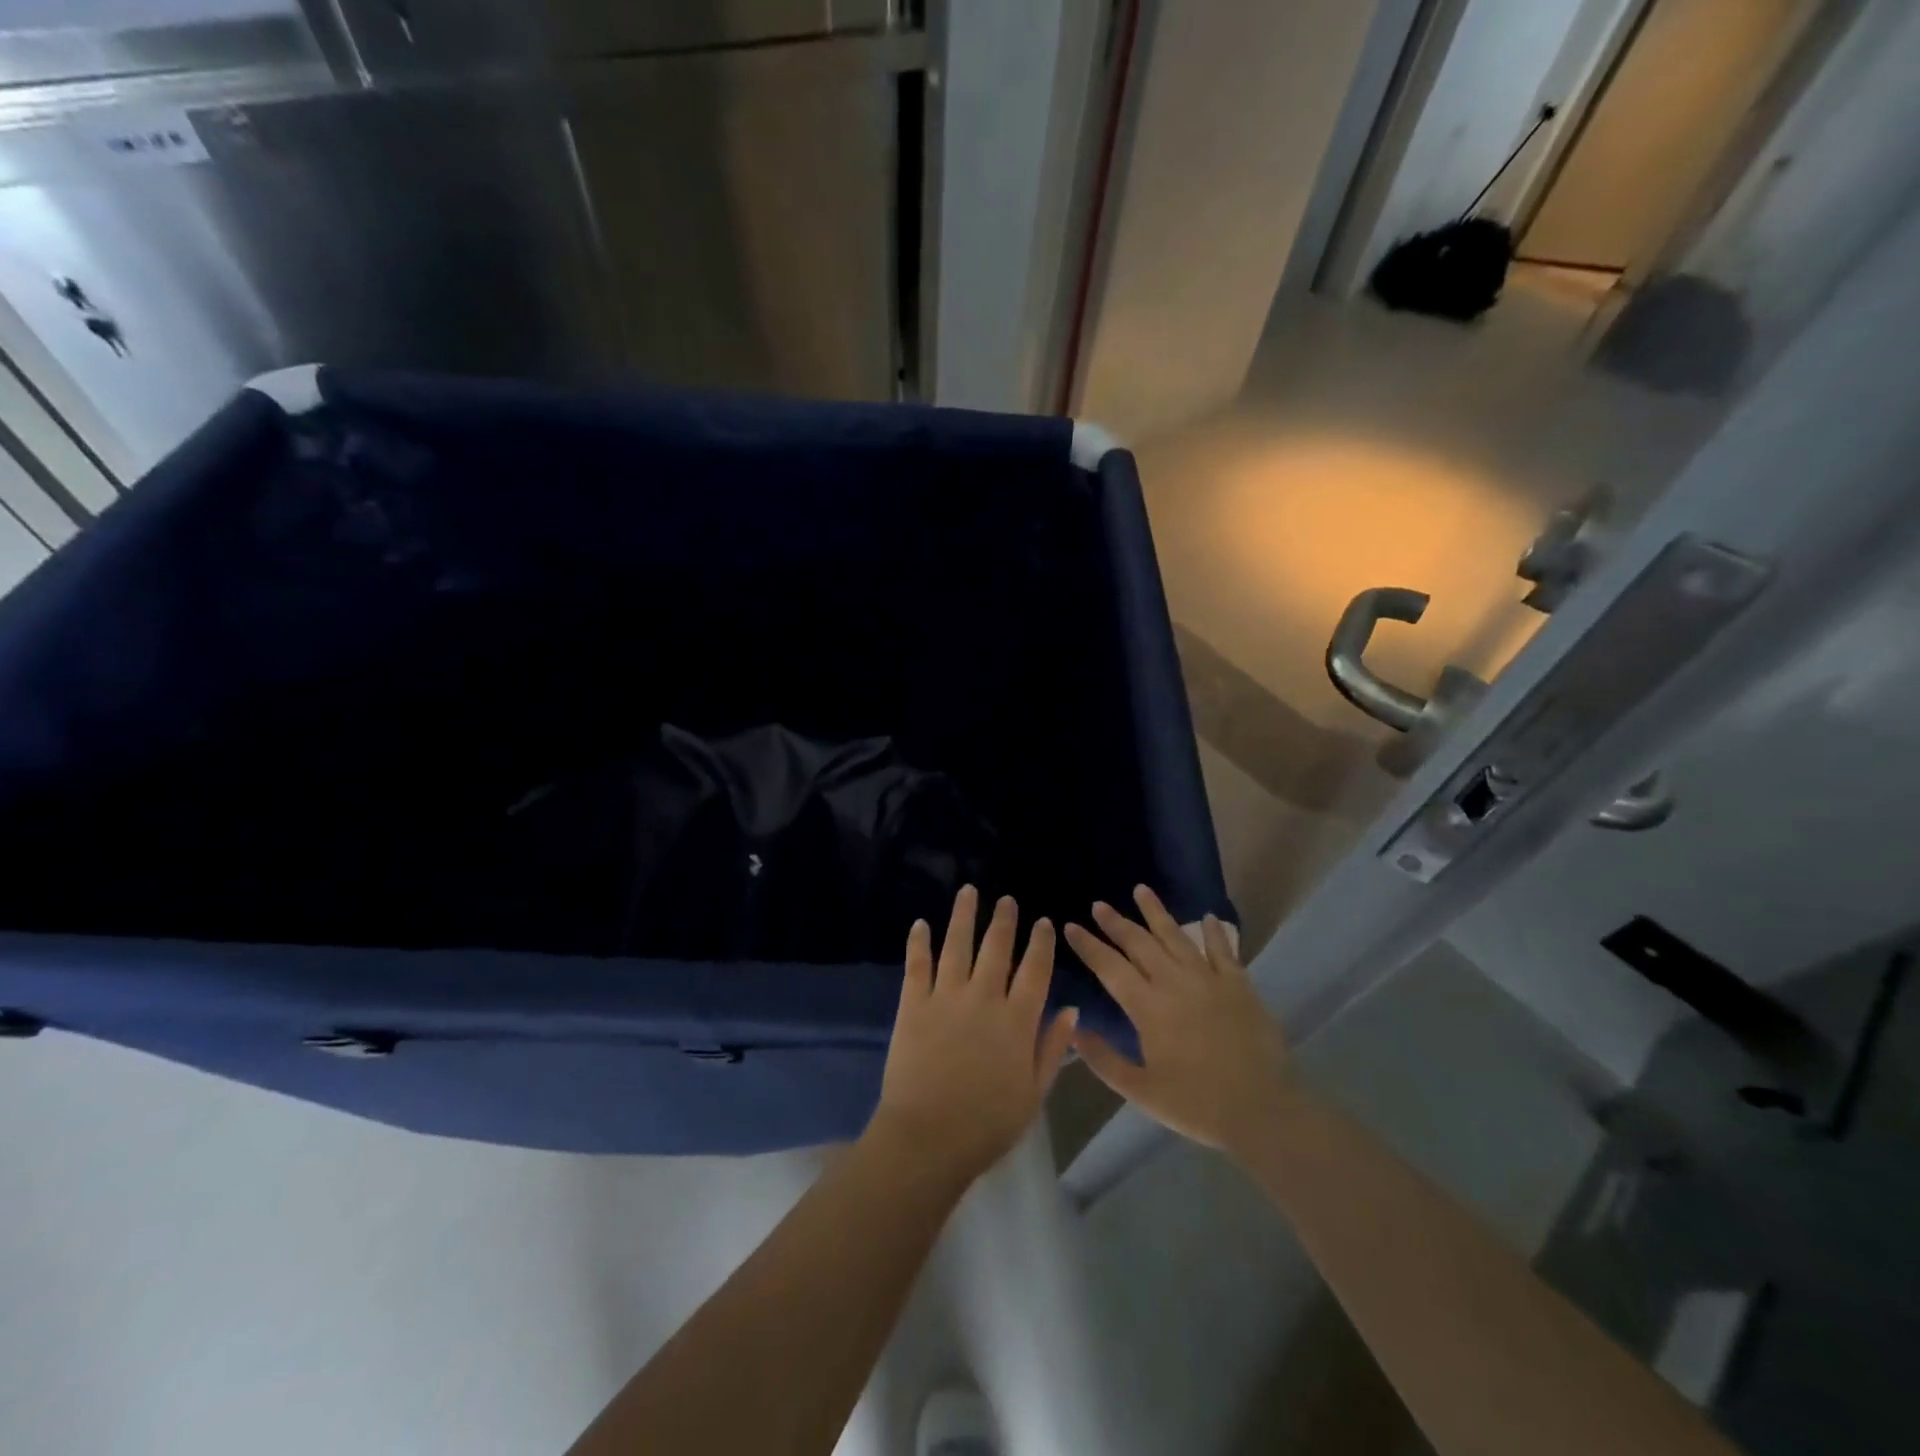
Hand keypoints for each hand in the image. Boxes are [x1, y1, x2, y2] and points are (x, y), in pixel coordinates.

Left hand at [871, 886, 1078, 1182]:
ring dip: (963, 915)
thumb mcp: (1034, 1093)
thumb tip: (1071, 1009)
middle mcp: (984, 998)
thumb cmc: (988, 1124)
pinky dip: (919, 942)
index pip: (1035, 970)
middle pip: (996, 948)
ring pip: (957, 944)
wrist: (928, 1137)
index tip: (1043, 922)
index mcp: (1017, 1020)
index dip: (1040, 943)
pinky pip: (917, 964)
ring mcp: (946, 997)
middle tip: (1007, 899)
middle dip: (1004, 920)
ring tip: (968, 891)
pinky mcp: (913, 1004)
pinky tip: (920, 923)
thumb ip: (1052, 1048)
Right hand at [1065, 885, 1294, 1154]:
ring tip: (1141, 890)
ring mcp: (1208, 979)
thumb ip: (1103, 1060)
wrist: (1261, 1110)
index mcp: (1147, 1007)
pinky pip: (1223, 950)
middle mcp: (1174, 983)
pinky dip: (1214, 932)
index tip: (1070, 926)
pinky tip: (1206, 917)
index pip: (1109, 967)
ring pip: (1176, 936)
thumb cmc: (1195, 1104)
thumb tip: (1074, 1030)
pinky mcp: (1238, 985)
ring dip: (1156, 912)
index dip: (1088, 945)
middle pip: (1139, 943)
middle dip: (1116, 922)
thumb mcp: (1140, 1091)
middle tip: (1099, 905)